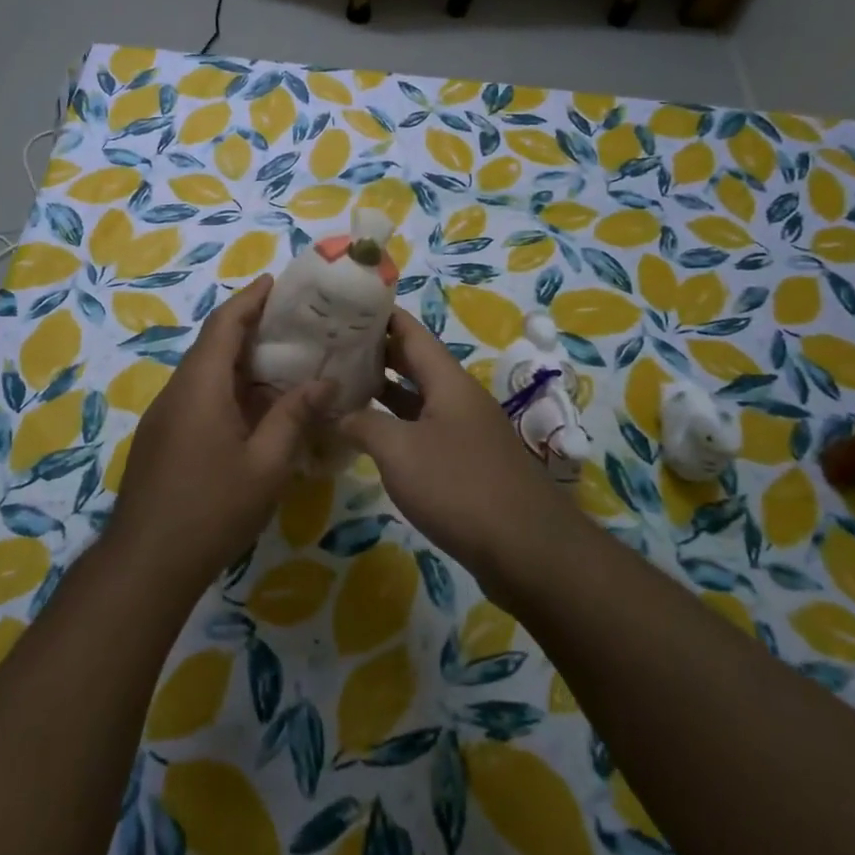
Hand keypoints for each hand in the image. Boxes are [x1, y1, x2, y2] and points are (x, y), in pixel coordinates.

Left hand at [107, 275, 330, 596]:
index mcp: (201, 386)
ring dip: (241, 364)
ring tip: (284, 364)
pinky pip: (199, 398)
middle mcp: (178, 391)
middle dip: (250, 328)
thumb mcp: (266, 465)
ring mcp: (165, 416)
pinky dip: (229, 391)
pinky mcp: (162, 439)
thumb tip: (325, 382)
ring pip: (206, 374)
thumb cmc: (211, 509)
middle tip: (294, 324)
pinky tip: (257, 412)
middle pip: (213, 345)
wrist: (146, 563)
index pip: (224, 325)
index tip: (275, 282)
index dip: (249, 299)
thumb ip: (294, 417)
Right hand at [341, 309, 560, 583]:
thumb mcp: (399, 451)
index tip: (343, 307)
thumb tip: (334, 414)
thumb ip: (362, 425)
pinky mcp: (465, 463)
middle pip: (413, 363)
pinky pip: (423, 431)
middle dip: (374, 353)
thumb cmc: (458, 486)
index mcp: (447, 380)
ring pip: (417, 399)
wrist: (525, 548)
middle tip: (330, 348)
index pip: (410, 331)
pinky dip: (395, 427)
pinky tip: (369, 438)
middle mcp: (458, 398)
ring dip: (383, 392)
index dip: (378, 315)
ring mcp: (464, 431)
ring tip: (340, 386)